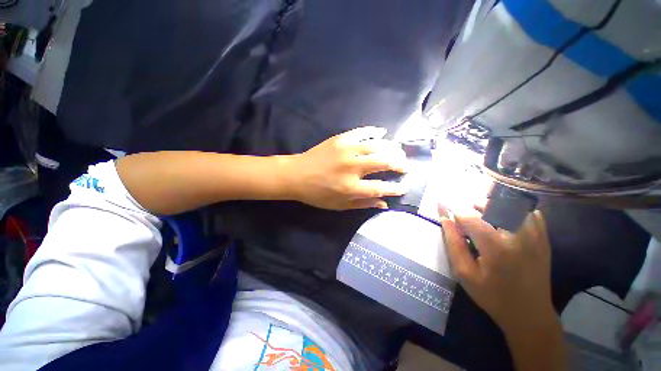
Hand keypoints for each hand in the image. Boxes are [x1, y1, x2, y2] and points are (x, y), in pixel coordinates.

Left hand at [286, 127, 408, 209]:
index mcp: (351, 187)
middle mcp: (352, 167)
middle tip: (405, 166)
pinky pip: (362, 132)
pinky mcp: (340, 139)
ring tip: (397, 151)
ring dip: (392, 148)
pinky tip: (382, 132)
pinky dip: (374, 131)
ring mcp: (346, 150)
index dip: (397, 188)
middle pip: (384, 162)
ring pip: (377, 145)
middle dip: (400, 163)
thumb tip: (384, 203)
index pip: (381, 187)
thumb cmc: (316, 194)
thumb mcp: (338, 205)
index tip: (405, 186)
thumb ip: (362, 204)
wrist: (296, 175)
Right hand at [439, 204, 554, 331]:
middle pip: (491, 204)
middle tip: (466, 220)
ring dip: (493, 207)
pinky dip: (514, 211)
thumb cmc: (491, 295)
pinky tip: (504, 222)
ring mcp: (535, 235)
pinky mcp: (543, 238)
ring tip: (483, 220)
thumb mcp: (464, 272)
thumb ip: (452, 241)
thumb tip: (444, 216)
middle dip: (473, 207)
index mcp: (495, 246)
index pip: (469, 216)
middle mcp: (518, 235)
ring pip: (510, 205)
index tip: (443, 206)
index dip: (453, 209)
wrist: (529, 313)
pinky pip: (529, 213)